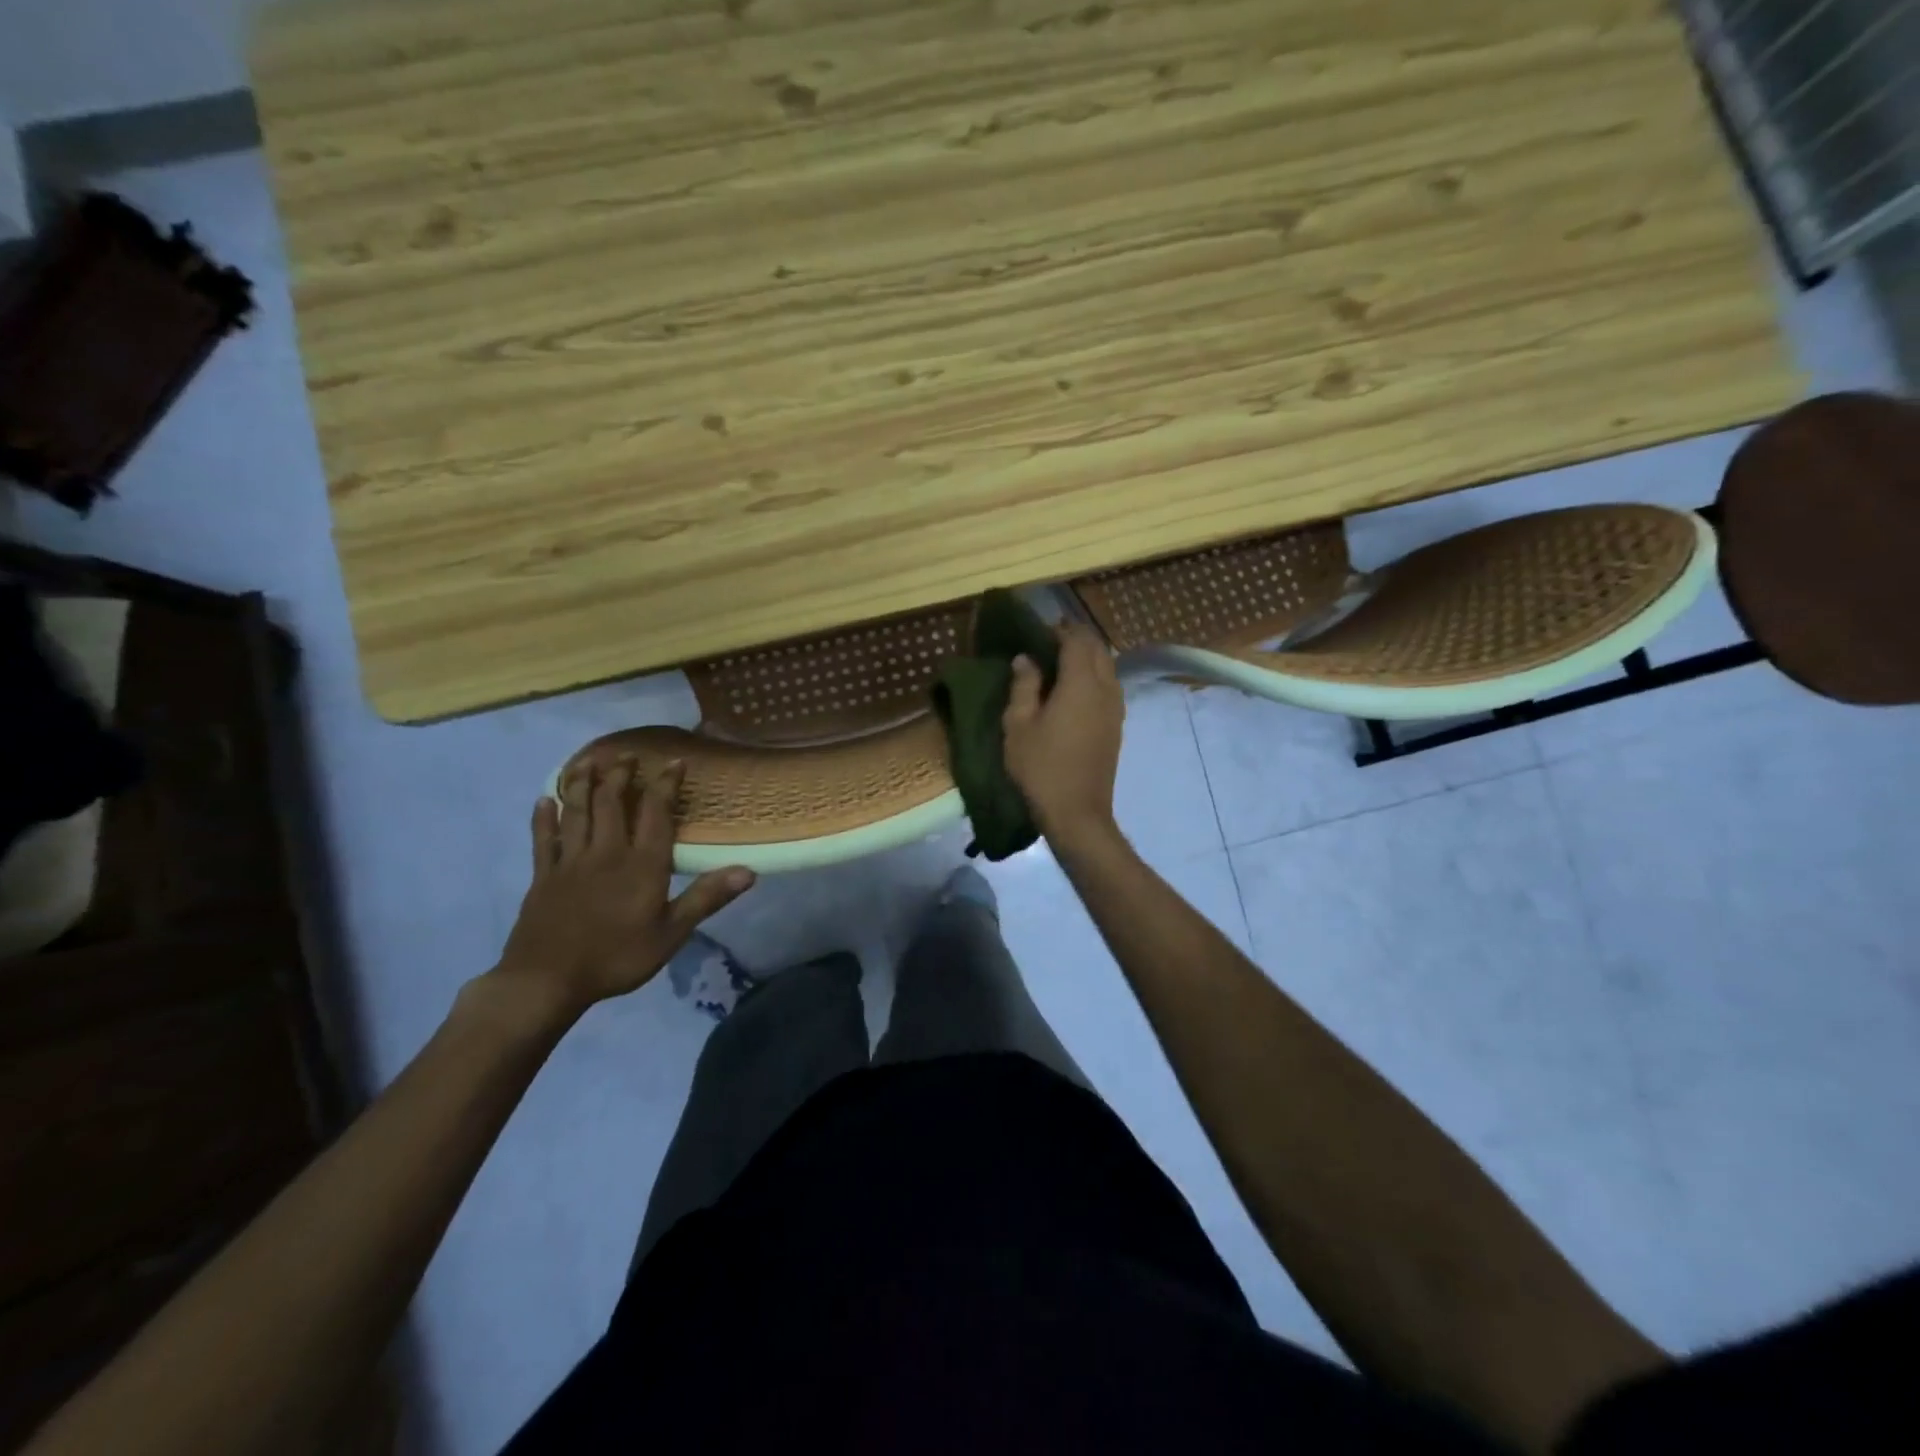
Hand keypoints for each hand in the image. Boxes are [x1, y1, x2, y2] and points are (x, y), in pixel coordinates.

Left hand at [493, 758, 754, 1022]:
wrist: (546, 981)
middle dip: (620, 776)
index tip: (674, 761)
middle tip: (625, 754)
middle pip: (613, 804)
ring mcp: (570, 862)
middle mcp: (606, 853)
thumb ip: (707, 898)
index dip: (665, 784)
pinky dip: (544, 818)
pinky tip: (543, 800)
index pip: (656, 813)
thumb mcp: (671, 933)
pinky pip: (543, 840)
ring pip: (578, 813)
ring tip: (588, 761)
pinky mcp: (543, 877)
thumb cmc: (616, 958)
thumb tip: (749, 871)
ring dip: (583, 784)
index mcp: (642, 864)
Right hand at [1003, 621, 1124, 844]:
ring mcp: (1116, 708)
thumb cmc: (1041, 767)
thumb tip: (1026, 659)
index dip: (1060, 630)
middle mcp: (1105, 689)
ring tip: (1060, 663)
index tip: (1040, 629)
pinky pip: (1109, 687)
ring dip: (1088, 657)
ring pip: (1107, 667)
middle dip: (1076, 639)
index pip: (1076, 640)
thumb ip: (1024, 687)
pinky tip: (1074, 690)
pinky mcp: (1117, 725)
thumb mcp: (1019, 726)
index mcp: (1080, 683)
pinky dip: (1094, 676)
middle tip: (1049, 641)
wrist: (1077, 812)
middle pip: (1098, 649)